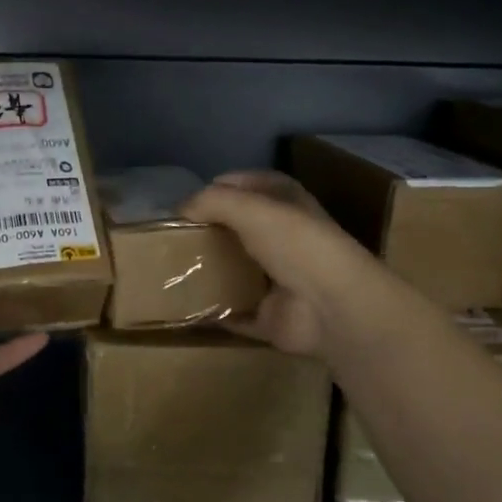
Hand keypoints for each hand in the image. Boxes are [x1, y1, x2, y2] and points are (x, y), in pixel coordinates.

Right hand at [182, 170, 380, 360]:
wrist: (332, 307)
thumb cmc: (296, 244)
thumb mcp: (250, 207)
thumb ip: (211, 201)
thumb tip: (179, 208)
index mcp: (287, 203)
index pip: (249, 185)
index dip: (220, 188)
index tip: (186, 202)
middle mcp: (284, 238)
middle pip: (238, 229)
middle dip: (207, 232)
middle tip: (170, 238)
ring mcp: (277, 280)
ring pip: (234, 271)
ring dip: (206, 272)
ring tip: (168, 269)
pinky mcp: (269, 316)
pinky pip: (232, 313)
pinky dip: (211, 313)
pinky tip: (182, 307)